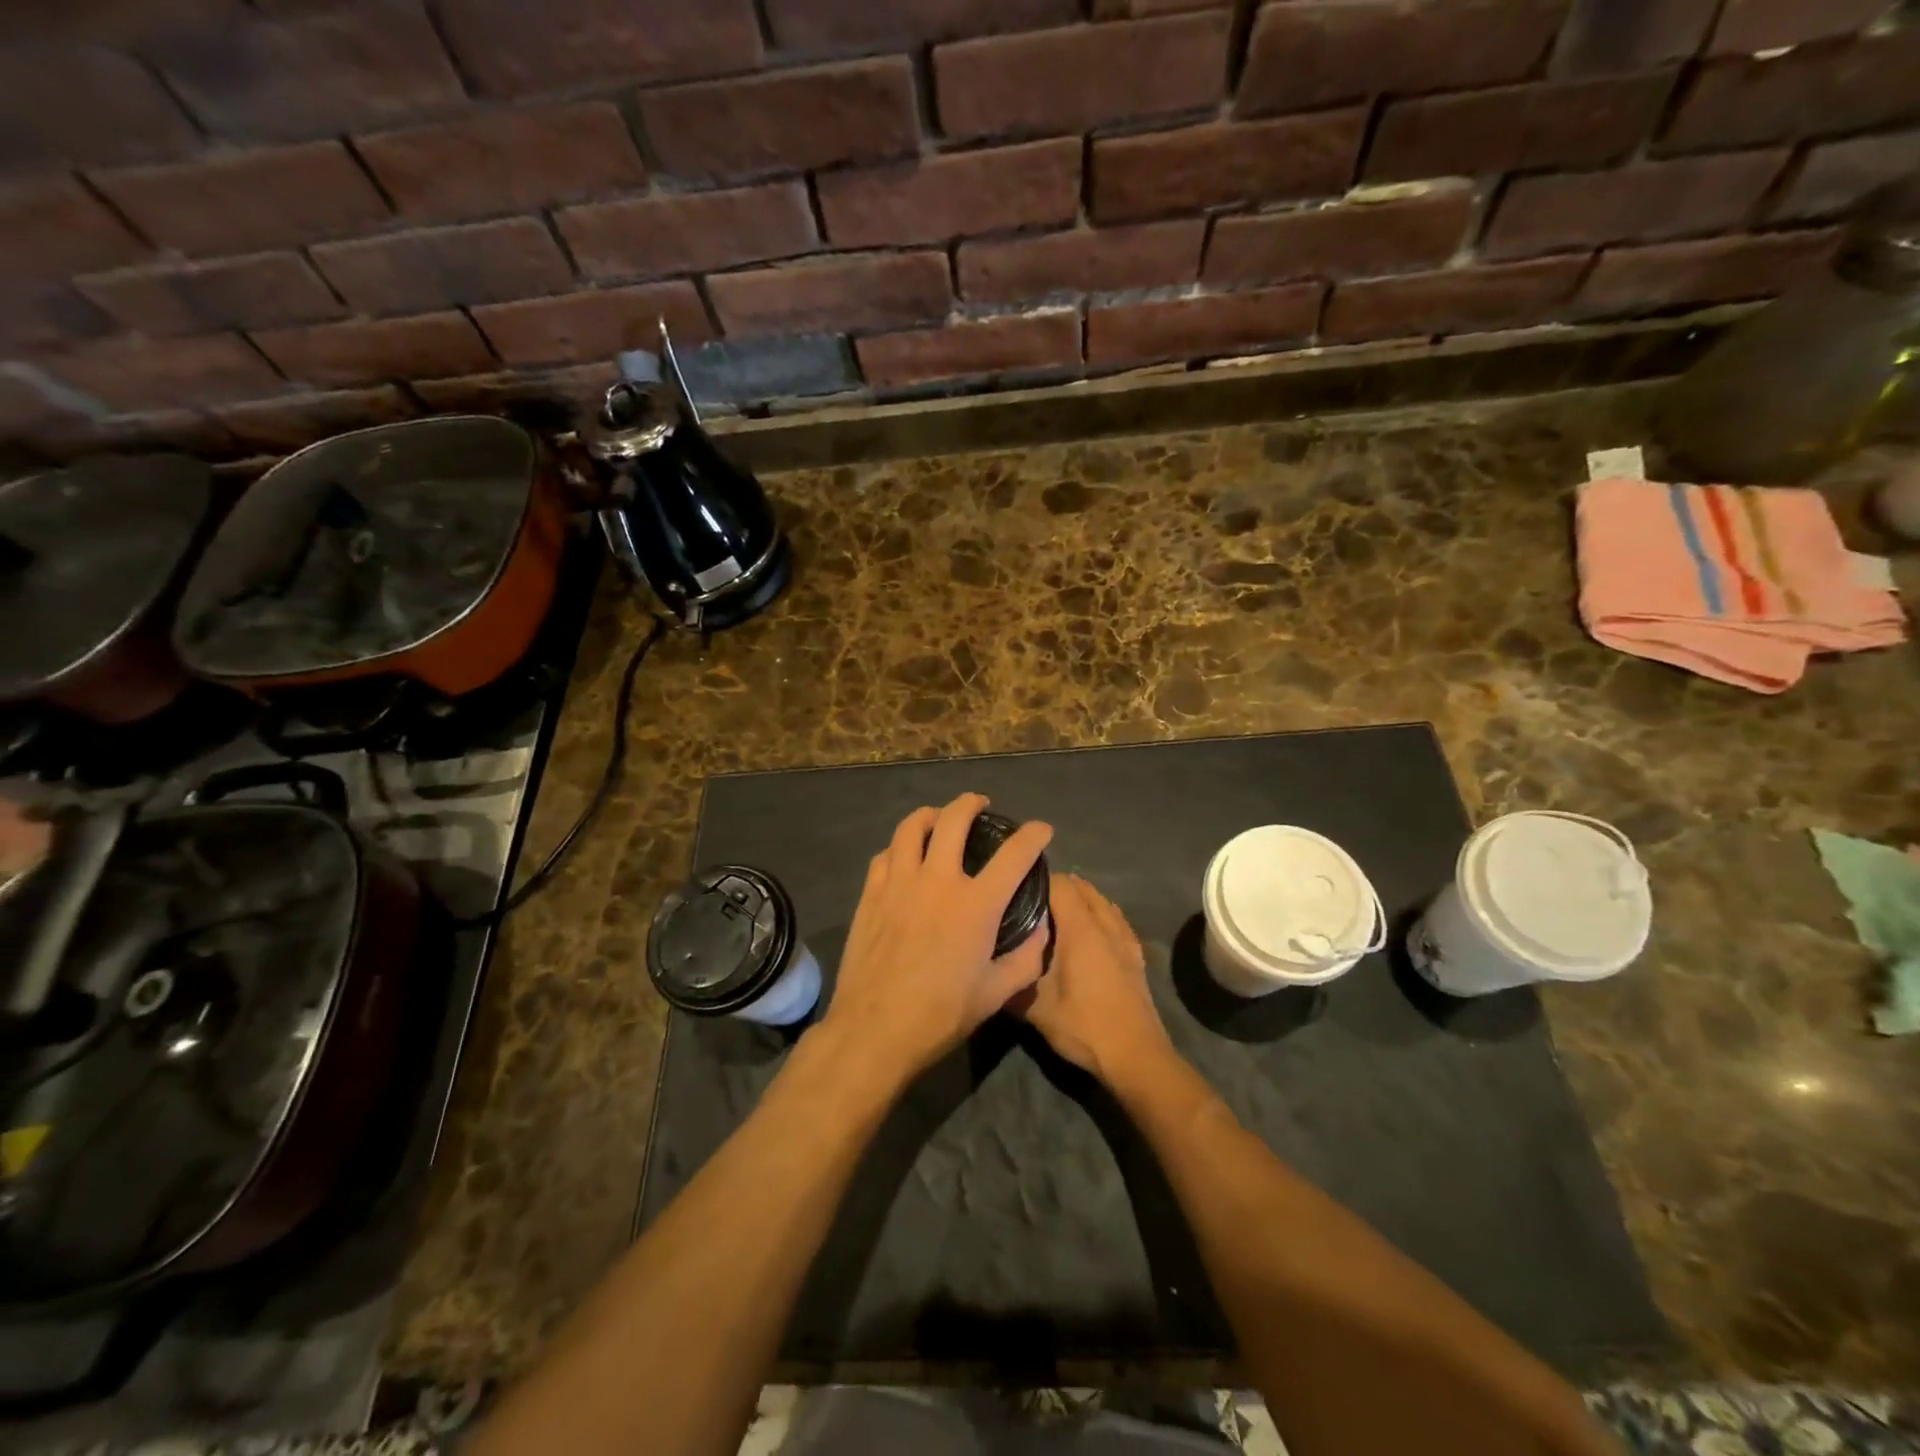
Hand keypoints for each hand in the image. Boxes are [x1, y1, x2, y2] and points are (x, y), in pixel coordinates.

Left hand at [821, 794, 1053, 1086]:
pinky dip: (900, 846)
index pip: (1014, 855)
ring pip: (911, 827)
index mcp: (976, 905)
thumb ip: (1026, 959)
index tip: (1041, 829)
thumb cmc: (940, 1015)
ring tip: (939, 818)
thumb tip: (1040, 931)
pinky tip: (905, 855)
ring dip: (930, 814)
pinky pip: (885, 854)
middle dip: (971, 803)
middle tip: (980, 804)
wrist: (874, 1030)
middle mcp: (937, 881)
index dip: (1033, 835)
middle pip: (954, 820)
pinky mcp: (870, 894)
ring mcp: (898, 883)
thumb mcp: (996, 995)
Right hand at [1014, 874, 1170, 1082]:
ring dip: (1080, 900)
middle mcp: (1105, 924)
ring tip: (1056, 915)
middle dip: (1057, 888)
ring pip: (1101, 901)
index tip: (1015, 891)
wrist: (1135, 1056)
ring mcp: (1125, 938)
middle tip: (1030, 904)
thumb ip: (1012, 980)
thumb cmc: (1083, 1026)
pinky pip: (1115, 918)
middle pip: (1082, 887)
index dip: (1037, 881)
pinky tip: (1087, 933)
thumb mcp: (1035, 1008)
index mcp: (1081, 928)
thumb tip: (988, 968)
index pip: (1060, 883)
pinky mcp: (1135, 954)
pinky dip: (1099, 914)